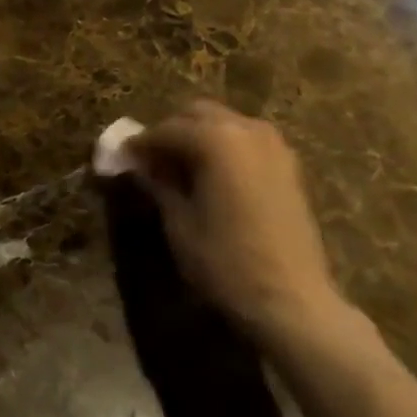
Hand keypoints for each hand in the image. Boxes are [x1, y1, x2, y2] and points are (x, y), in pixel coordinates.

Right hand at [128, 100, 362, 355]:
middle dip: (171, 132)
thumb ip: (159, 185)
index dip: (140, 144)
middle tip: (152, 161)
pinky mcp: (288, 163)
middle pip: (197, 114)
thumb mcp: (180, 225)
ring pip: (223, 123)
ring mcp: (272, 143)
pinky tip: (214, 176)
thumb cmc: (227, 264)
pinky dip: (225, 147)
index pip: (166, 130)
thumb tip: (139, 166)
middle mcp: (244, 128)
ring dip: (199, 136)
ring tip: (182, 169)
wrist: (294, 303)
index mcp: (215, 138)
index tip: (122, 157)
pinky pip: (246, 139)